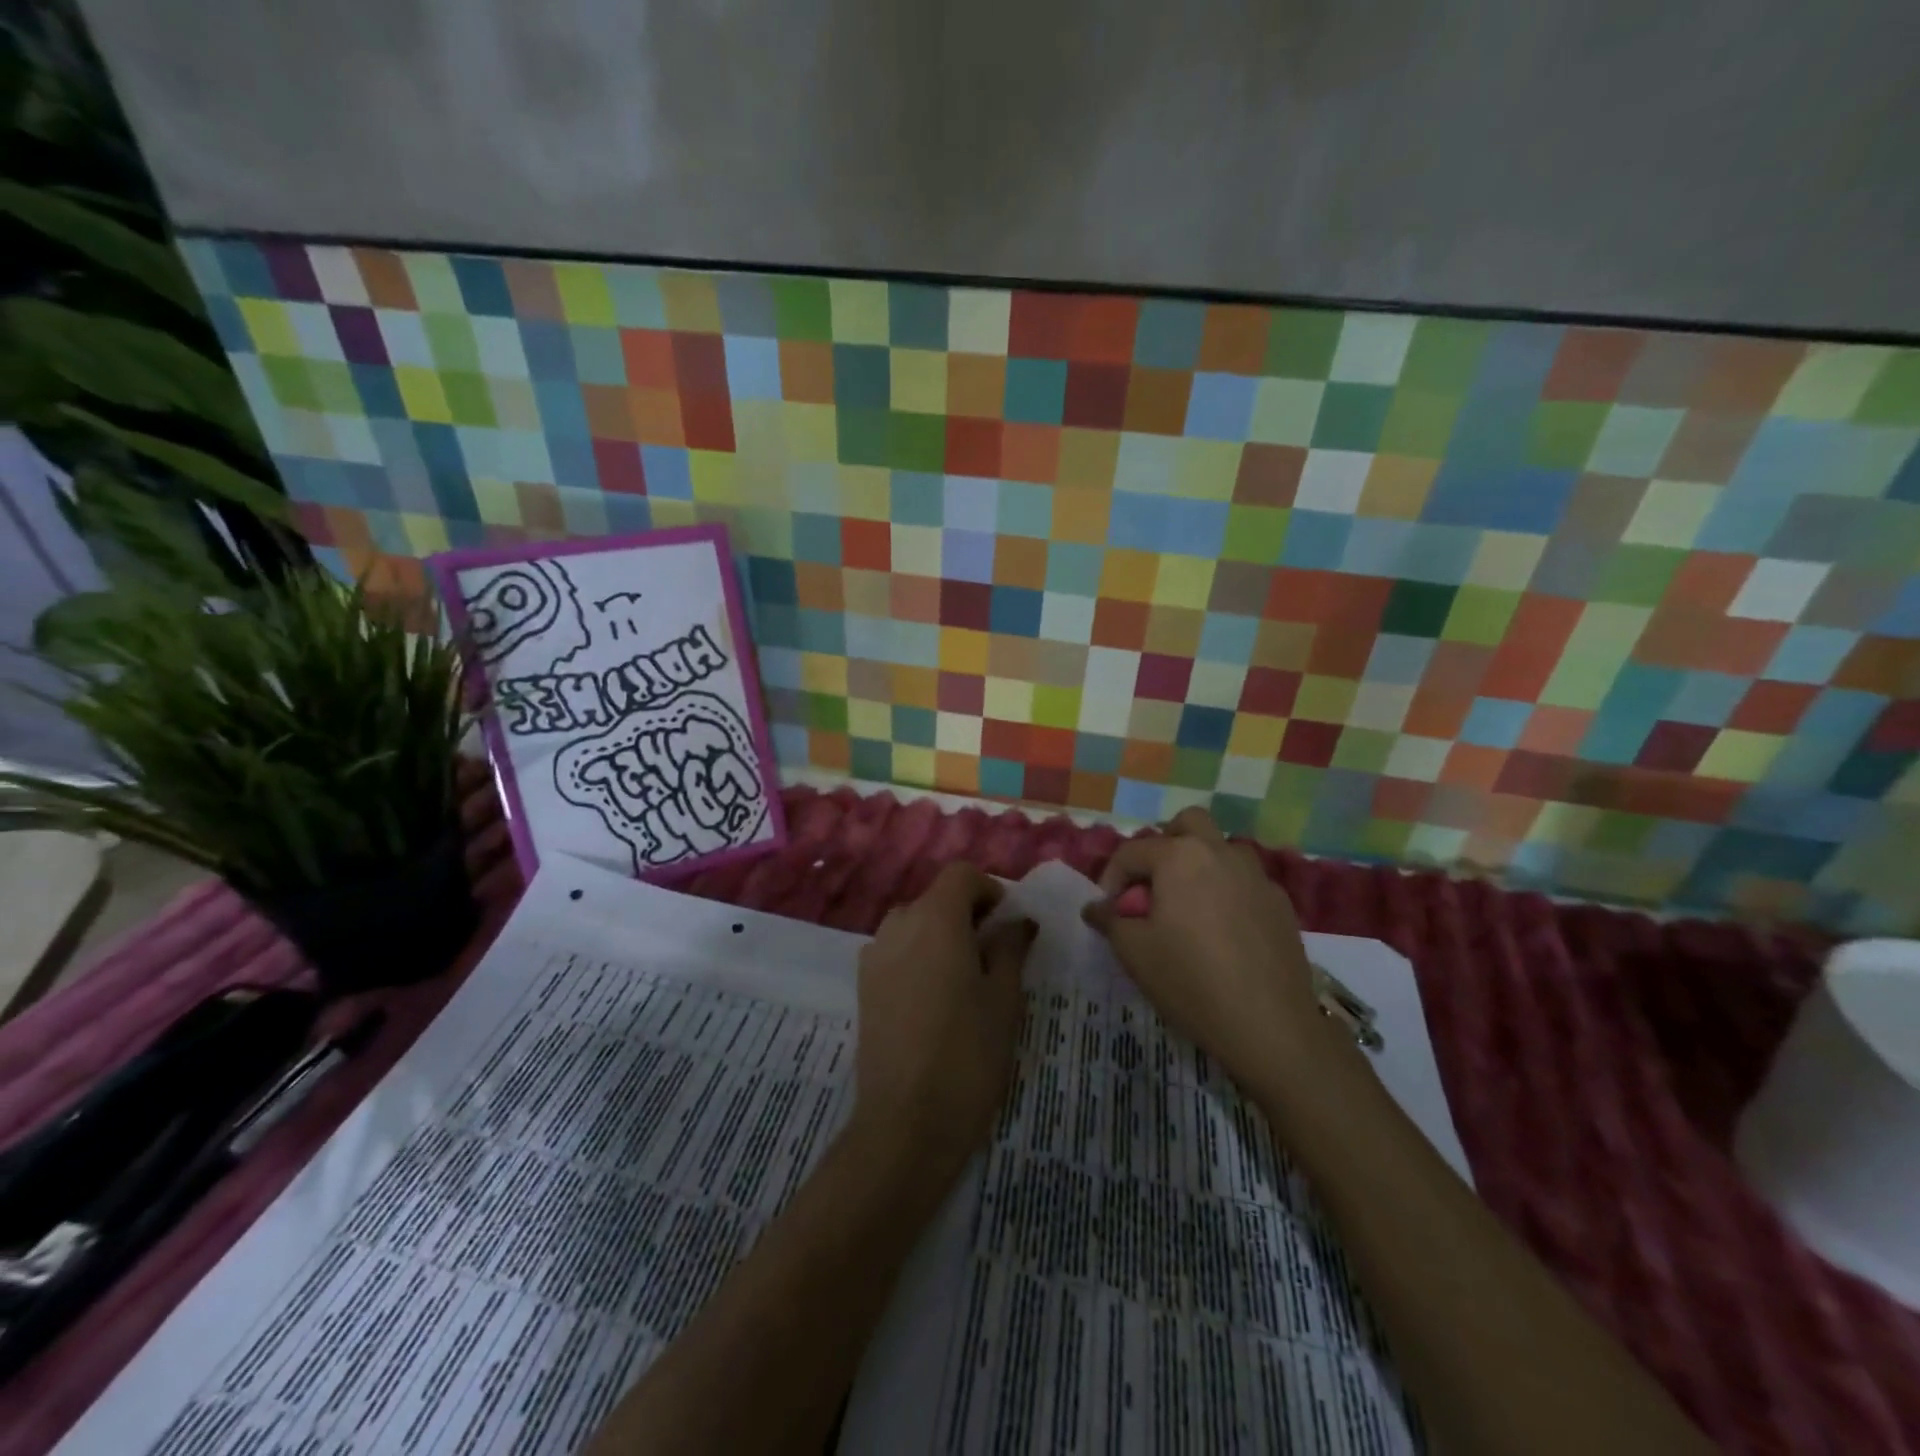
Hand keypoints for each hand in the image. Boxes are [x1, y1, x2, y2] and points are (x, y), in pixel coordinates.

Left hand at [853, 863, 1035, 1180]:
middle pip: (935, 898)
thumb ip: (1010, 949)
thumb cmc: (968, 1054)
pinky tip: (934, 1000)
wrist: (906, 1122)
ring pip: (913, 924)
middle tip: (993, 954)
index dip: (988, 889)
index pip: (960, 875)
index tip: (1007, 923)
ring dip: (940, 935)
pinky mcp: (863, 986)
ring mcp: (874, 955)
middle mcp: (898, 925)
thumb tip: (1018, 921)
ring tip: (964, 978)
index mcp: (935, 919)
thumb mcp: (1004, 999)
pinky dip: (918, 956)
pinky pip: (896, 951)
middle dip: (966, 914)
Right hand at [1083, 808, 1326, 1097]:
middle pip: (1188, 824)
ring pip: (1222, 849)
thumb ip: (1110, 919)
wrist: (1270, 1025)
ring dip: (1200, 864)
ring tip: (1188, 907)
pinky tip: (1223, 932)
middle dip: (1164, 845)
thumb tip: (1096, 907)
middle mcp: (1220, 852)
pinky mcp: (1281, 903)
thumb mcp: (1134, 952)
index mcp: (1180, 856)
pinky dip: (1227, 892)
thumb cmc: (1190, 981)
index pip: (1132, 851)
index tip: (1108, 910)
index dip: (1111, 878)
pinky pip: (1245, 881)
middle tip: (1152, 885)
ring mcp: (1257, 875)